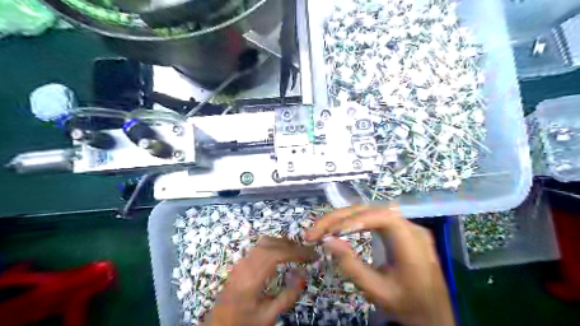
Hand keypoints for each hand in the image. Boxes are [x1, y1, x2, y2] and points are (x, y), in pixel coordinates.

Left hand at [203, 235, 315, 325]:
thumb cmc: (244, 323)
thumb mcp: (268, 316)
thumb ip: (287, 296)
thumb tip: (303, 275)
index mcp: (252, 278)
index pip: (277, 254)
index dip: (297, 251)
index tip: (312, 254)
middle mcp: (245, 264)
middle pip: (271, 244)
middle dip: (292, 245)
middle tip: (307, 252)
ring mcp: (241, 262)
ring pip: (264, 242)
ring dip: (282, 243)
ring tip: (297, 251)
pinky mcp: (240, 262)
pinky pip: (259, 246)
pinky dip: (274, 245)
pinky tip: (281, 253)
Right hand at [306, 206, 454, 325]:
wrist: (432, 314)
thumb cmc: (407, 305)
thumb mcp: (377, 291)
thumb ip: (352, 265)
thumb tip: (328, 241)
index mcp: (413, 244)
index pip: (385, 217)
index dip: (359, 219)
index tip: (335, 231)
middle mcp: (411, 227)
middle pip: (371, 210)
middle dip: (340, 218)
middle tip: (315, 231)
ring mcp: (405, 226)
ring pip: (369, 212)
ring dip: (342, 218)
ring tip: (321, 229)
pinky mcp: (398, 230)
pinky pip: (372, 219)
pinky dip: (352, 222)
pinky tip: (338, 228)